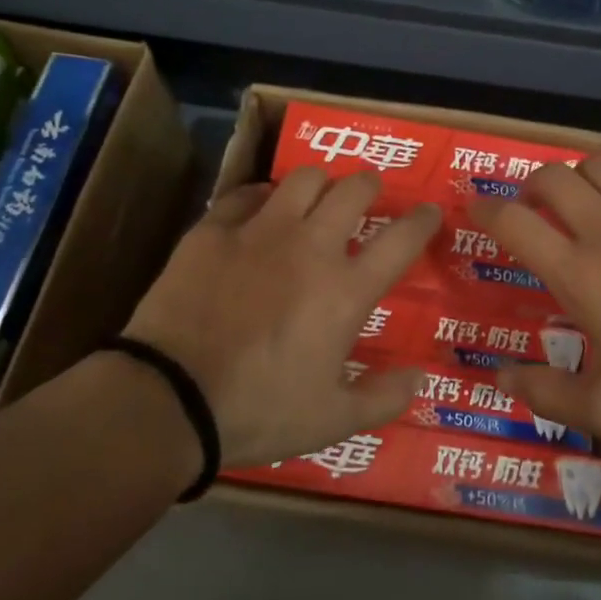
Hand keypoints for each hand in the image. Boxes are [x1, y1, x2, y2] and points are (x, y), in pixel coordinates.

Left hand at [122, 168, 440, 465]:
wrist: (170, 399)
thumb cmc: (259, 410)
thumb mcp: (333, 420)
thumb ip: (384, 397)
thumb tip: (420, 377)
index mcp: (346, 290)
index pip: (401, 240)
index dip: (423, 221)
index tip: (431, 212)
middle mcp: (310, 247)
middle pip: (353, 190)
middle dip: (370, 185)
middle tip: (368, 194)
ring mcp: (259, 232)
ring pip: (302, 178)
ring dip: (319, 182)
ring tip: (317, 195)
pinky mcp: (213, 231)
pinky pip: (244, 194)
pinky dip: (260, 197)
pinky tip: (258, 210)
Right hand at [469, 154, 600, 445]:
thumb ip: (546, 394)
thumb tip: (498, 378)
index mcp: (580, 274)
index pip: (515, 222)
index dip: (486, 210)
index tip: (477, 211)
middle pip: (552, 178)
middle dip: (530, 186)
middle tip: (533, 208)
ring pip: (600, 164)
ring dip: (580, 176)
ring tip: (584, 200)